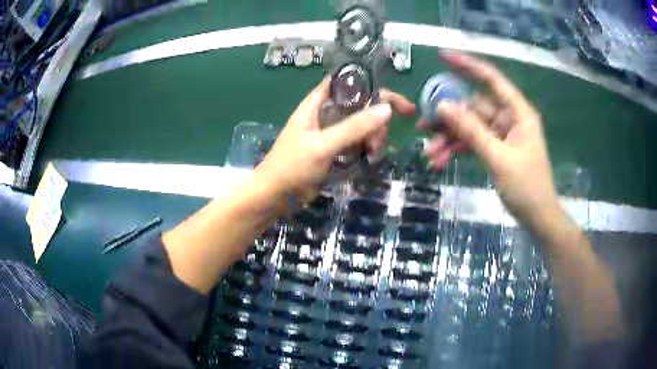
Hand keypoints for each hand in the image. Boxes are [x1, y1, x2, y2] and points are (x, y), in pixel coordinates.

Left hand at [256, 79, 414, 203]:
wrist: (276, 196)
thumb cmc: (292, 165)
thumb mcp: (323, 145)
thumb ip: (353, 127)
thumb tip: (387, 109)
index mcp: (317, 103)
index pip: (346, 83)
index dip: (371, 85)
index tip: (395, 101)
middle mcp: (326, 114)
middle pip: (360, 106)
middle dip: (376, 120)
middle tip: (379, 141)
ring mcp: (331, 133)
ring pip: (361, 126)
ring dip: (373, 137)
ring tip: (374, 154)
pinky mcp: (335, 150)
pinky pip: (357, 143)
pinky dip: (367, 148)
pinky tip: (372, 158)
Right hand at [425, 51, 557, 229]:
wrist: (537, 216)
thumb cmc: (527, 187)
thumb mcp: (498, 158)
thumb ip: (472, 131)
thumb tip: (443, 106)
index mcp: (518, 112)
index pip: (492, 79)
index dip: (468, 65)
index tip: (443, 56)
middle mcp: (508, 118)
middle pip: (474, 106)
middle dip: (450, 117)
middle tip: (424, 124)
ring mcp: (501, 134)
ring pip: (469, 127)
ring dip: (450, 138)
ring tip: (430, 152)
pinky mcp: (495, 149)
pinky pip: (472, 143)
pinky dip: (457, 150)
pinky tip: (440, 160)